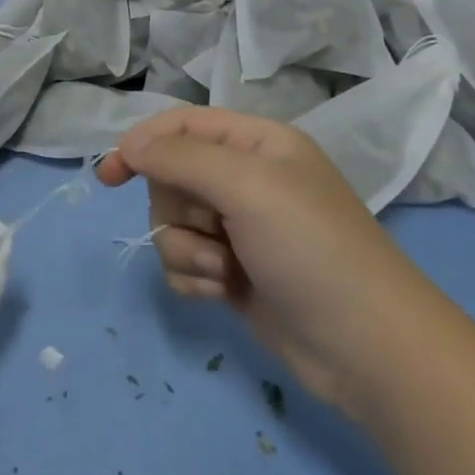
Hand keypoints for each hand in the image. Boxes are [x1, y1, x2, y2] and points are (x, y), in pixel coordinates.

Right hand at [98, 107, 426, 417]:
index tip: (108, 175)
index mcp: (256, 143)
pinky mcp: (231, 272)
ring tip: (224, 270)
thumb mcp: (248, 186)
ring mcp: (238, 229)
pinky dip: (194, 277)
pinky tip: (223, 293)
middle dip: (178, 209)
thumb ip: (181, 158)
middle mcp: (245, 179)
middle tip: (212, 228)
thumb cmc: (311, 249)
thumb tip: (129, 146)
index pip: (181, 126)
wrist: (366, 349)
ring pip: (170, 224)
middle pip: (170, 177)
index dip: (141, 144)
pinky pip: (182, 262)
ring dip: (186, 249)